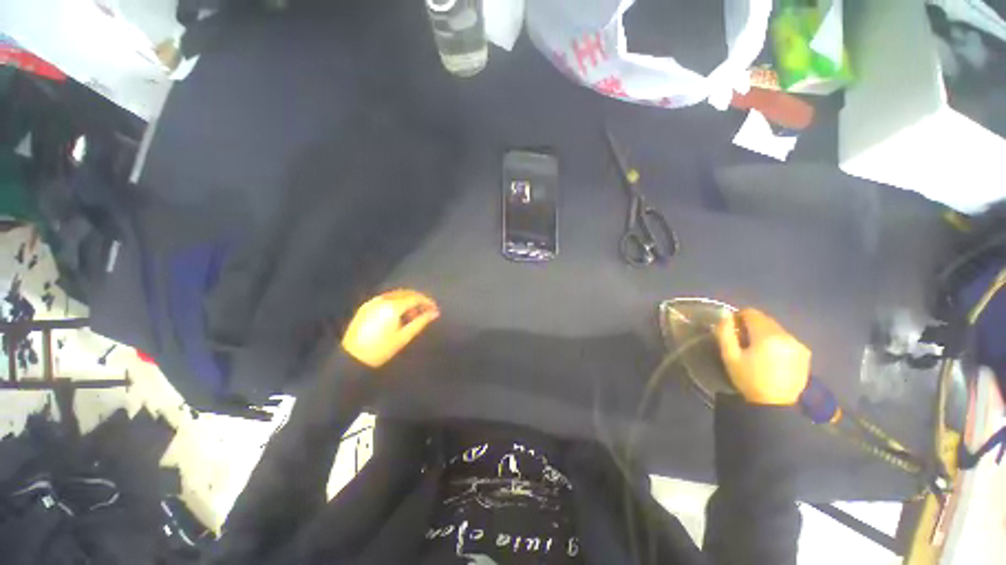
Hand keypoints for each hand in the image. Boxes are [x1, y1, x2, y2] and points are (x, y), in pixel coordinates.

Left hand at [341, 289, 439, 368]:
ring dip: (408, 300)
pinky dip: (396, 302)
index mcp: (393, 306)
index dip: (427, 302)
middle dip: (418, 299)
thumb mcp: (404, 337)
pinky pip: (386, 299)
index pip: (415, 298)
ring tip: (414, 314)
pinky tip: (399, 314)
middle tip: (427, 310)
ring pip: (396, 295)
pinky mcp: (366, 307)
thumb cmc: (381, 349)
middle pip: (406, 293)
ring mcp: (373, 302)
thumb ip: (421, 322)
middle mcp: (383, 300)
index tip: (435, 309)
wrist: (352, 358)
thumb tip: (434, 313)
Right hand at [715, 308, 809, 405]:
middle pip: (765, 320)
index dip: (738, 316)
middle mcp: (786, 335)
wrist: (775, 405)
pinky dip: (776, 341)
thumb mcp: (729, 356)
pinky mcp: (804, 353)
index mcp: (767, 335)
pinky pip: (786, 338)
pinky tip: (771, 356)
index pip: (751, 313)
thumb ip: (725, 332)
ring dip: (764, 333)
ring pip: (776, 329)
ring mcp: (798, 344)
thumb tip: (725, 315)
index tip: (732, 328)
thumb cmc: (749, 380)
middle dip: (752, 325)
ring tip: (756, 349)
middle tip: (742, 339)